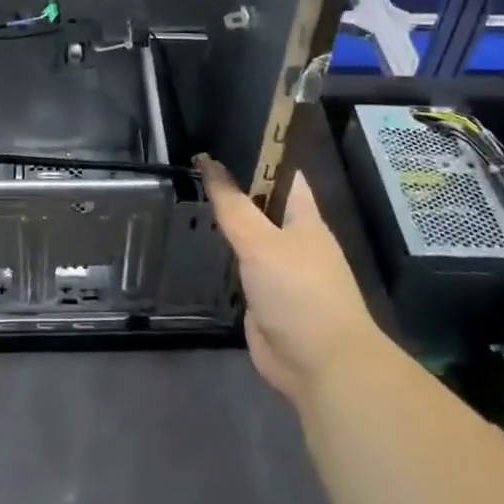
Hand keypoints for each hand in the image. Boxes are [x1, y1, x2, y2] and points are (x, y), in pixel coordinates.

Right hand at [199, 155, 382, 407]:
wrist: (320, 366)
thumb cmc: (300, 292)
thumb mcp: (262, 242)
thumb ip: (233, 205)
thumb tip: (208, 162)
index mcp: (304, 218)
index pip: (281, 173)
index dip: (256, 154)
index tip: (221, 137)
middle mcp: (292, 239)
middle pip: (261, 205)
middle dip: (231, 188)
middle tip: (189, 167)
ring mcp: (278, 271)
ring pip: (247, 237)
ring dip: (224, 224)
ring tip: (183, 198)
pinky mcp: (262, 299)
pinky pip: (238, 269)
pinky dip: (220, 259)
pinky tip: (193, 245)